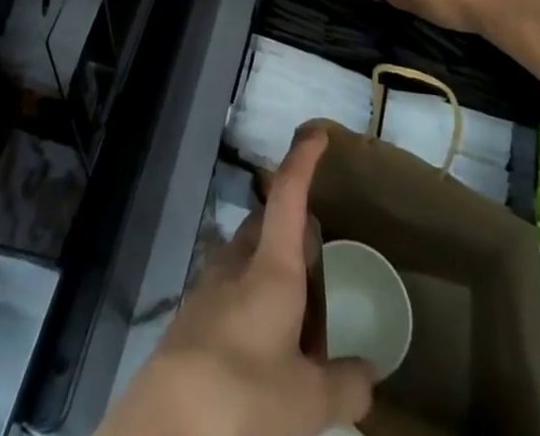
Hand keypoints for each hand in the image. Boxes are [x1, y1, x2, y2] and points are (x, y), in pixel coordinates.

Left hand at [98, 131, 373, 435]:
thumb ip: (343, 384)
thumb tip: (372, 375)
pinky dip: (251, 306)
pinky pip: (228, 292)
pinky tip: (261, 351)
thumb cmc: (244, 392)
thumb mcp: (307, 400)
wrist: (168, 422)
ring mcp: (208, 285)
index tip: (316, 132)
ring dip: (271, 278)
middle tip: (319, 278)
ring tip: (296, 330)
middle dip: (293, 238)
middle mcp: (237, 262)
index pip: (289, 194)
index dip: (303, 159)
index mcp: (271, 266)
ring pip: (246, 260)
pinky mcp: (191, 315)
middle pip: (267, 227)